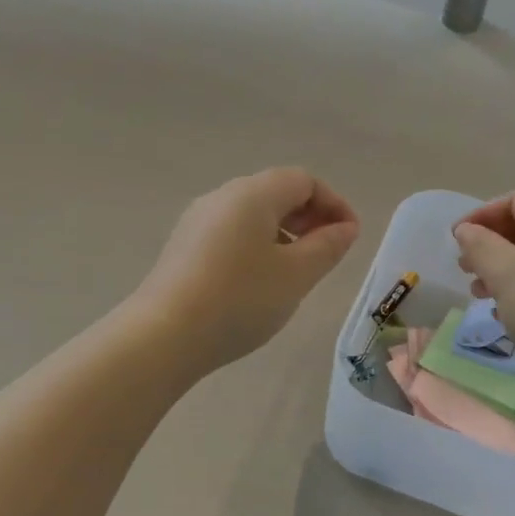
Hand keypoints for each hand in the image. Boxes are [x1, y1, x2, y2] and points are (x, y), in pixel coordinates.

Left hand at [131, 168, 359, 375]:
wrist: (164, 336)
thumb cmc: (240, 299)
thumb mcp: (296, 275)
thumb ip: (327, 247)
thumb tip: (345, 228)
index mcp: (252, 194)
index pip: (304, 180)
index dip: (334, 204)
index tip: (350, 238)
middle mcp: (222, 197)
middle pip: (276, 192)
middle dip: (309, 217)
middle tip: (329, 253)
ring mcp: (197, 221)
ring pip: (252, 214)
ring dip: (284, 233)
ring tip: (298, 270)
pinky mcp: (183, 247)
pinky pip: (231, 233)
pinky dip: (258, 245)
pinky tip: (261, 281)